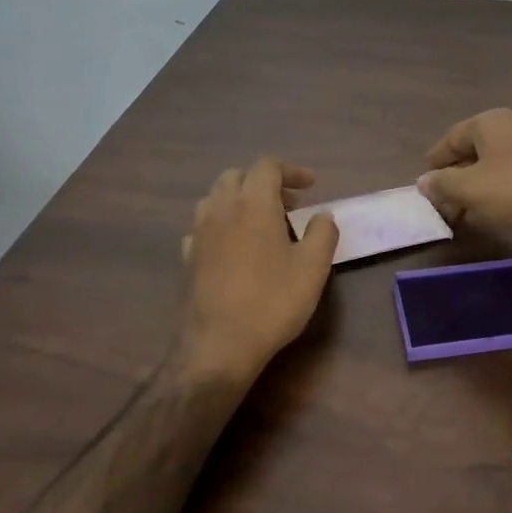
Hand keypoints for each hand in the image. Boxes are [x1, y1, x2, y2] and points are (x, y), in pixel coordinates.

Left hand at [179, 158, 337, 379]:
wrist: (218, 345)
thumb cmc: (272, 301)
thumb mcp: (313, 267)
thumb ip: (323, 233)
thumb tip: (323, 216)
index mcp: (253, 203)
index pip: (268, 167)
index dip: (291, 171)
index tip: (312, 186)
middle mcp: (221, 209)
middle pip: (237, 176)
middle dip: (264, 182)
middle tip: (289, 204)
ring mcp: (199, 233)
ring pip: (215, 198)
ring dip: (239, 200)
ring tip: (262, 222)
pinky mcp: (188, 258)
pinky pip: (203, 226)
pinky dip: (222, 224)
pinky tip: (235, 246)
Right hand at [416, 109, 511, 242]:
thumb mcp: (471, 190)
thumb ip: (442, 184)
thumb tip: (424, 181)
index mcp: (489, 122)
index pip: (451, 139)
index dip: (435, 163)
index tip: (426, 186)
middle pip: (475, 150)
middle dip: (458, 178)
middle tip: (447, 206)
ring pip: (497, 163)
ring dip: (480, 186)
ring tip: (471, 214)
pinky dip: (504, 189)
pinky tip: (501, 211)